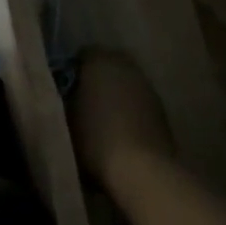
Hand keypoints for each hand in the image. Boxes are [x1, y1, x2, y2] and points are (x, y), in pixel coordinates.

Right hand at [70, 51, 175, 187]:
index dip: (73, 71)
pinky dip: (130, 108)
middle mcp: (125, 64)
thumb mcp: (66, 118)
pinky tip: (122, 129)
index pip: (82, 54)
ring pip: (125, 81)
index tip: (65, 90)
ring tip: (103, 119)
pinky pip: (138, 99)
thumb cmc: (96, 140)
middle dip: (96, 79)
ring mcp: (146, 84)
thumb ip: (65, 97)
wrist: (141, 170)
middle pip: (107, 65)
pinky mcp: (160, 106)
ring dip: (116, 93)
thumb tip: (66, 91)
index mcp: (99, 60)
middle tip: (83, 103)